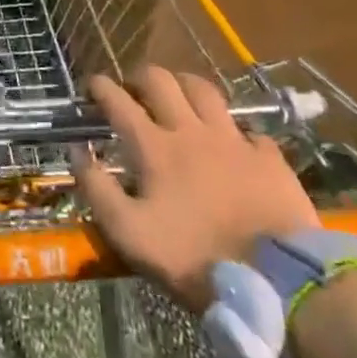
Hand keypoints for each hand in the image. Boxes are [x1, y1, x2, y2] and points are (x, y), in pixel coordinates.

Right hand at [73, 65, 318, 311]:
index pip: (119, 102)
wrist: (279, 281)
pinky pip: (247, 128)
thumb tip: (77, 151)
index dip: (100, 87)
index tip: (90, 85)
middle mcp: (191, 131)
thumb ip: (97, 189)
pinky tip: (231, 141)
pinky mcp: (268, 157)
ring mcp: (233, 140)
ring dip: (183, 85)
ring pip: (204, 90)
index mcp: (154, 147)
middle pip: (161, 81)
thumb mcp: (130, 234)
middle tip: (132, 89)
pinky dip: (231, 129)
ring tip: (177, 95)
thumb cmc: (195, 258)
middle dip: (139, 76)